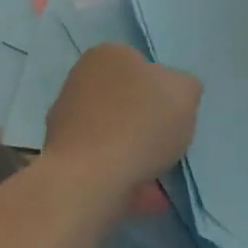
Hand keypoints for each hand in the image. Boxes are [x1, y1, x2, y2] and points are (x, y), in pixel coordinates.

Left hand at [45, 45, 201, 192]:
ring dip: (134, 151)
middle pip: (126, 100)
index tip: (173, 114)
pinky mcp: (62, 154)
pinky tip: (142, 193)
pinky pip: (102, 162)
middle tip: (166, 144)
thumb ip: (184, 86)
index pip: (142, 66)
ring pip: (113, 132)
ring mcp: (66, 117)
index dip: (162, 91)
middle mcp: (80, 78)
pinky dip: (122, 174)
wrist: (91, 177)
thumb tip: (174, 93)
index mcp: (108, 54)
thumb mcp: (185, 93)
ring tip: (158, 177)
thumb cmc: (140, 124)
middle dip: (145, 121)